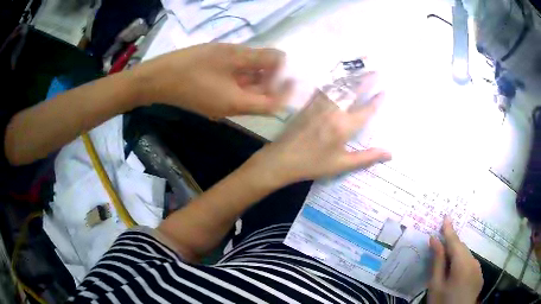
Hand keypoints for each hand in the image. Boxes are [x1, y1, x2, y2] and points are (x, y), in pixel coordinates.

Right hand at [135, 43, 290, 116]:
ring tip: (262, 57)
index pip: (272, 105)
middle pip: (260, 98)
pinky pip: (233, 90)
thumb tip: (282, 58)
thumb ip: (257, 58)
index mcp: (237, 104)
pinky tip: (242, 61)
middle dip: (272, 80)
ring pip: (247, 93)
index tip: (294, 75)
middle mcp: (231, 110)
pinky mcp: (211, 99)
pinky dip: (243, 77)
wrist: (155, 79)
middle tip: (276, 59)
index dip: (286, 92)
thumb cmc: (190, 66)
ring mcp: (220, 106)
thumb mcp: (227, 56)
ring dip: (257, 77)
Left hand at [247, 72, 390, 186]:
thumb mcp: (342, 164)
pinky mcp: (308, 104)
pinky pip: (323, 89)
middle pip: (353, 91)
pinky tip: (336, 76)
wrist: (283, 159)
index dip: (376, 100)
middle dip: (366, 80)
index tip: (384, 90)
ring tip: (361, 68)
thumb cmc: (314, 164)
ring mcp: (319, 105)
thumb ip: (367, 157)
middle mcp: (333, 111)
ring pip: (338, 86)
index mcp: (344, 127)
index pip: (365, 110)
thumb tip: (390, 154)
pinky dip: (332, 81)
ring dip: (351, 77)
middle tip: (376, 70)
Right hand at [428, 217, 482, 303]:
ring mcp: (478, 270)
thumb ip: (437, 262)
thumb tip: (434, 240)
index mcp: (462, 264)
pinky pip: (471, 264)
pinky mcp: (479, 276)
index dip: (449, 230)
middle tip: (441, 243)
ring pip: (467, 256)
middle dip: (452, 244)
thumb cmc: (442, 302)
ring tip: (447, 262)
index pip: (455, 242)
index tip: (446, 216)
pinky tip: (456, 274)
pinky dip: (463, 263)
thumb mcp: (436, 285)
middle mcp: (474, 263)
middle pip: (462, 248)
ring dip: (457, 255)